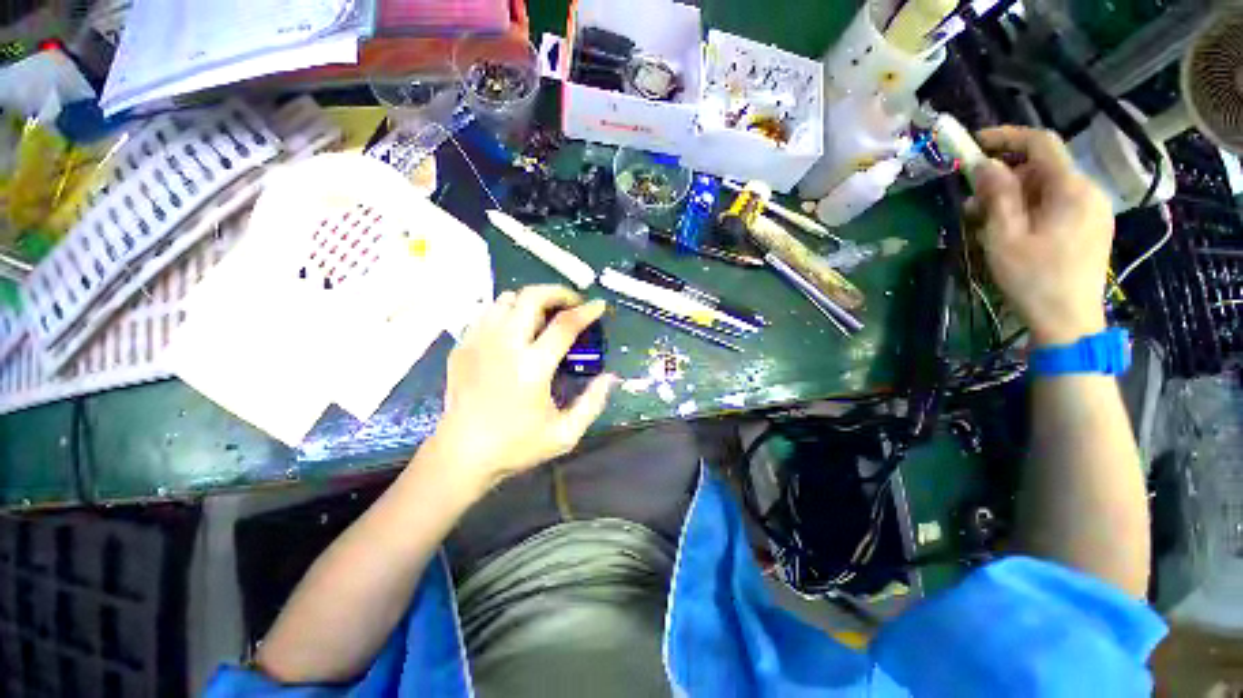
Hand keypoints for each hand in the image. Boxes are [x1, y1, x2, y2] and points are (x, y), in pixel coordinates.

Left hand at [425, 285, 616, 493]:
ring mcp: (479, 342)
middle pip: (531, 297)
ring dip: (531, 300)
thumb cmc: (516, 446)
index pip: (564, 325)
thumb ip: (593, 403)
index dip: (586, 311)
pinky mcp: (462, 345)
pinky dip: (507, 311)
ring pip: (506, 299)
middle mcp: (504, 346)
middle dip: (558, 292)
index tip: (599, 305)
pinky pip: (487, 312)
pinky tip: (515, 328)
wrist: (461, 454)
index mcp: (532, 368)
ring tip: (544, 314)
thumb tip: (611, 377)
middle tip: (572, 303)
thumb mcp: (565, 434)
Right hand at [969, 126, 1113, 346]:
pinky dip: (1029, 209)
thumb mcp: (1005, 237)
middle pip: (1042, 168)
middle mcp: (1088, 192)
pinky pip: (1056, 205)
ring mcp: (1092, 211)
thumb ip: (997, 196)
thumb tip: (984, 165)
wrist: (1069, 323)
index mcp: (1071, 189)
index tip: (974, 144)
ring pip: (1047, 188)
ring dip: (1013, 197)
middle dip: (1004, 177)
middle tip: (970, 202)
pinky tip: (1010, 232)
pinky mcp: (1090, 228)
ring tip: (984, 223)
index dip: (1006, 137)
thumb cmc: (1034, 279)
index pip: (1041, 143)